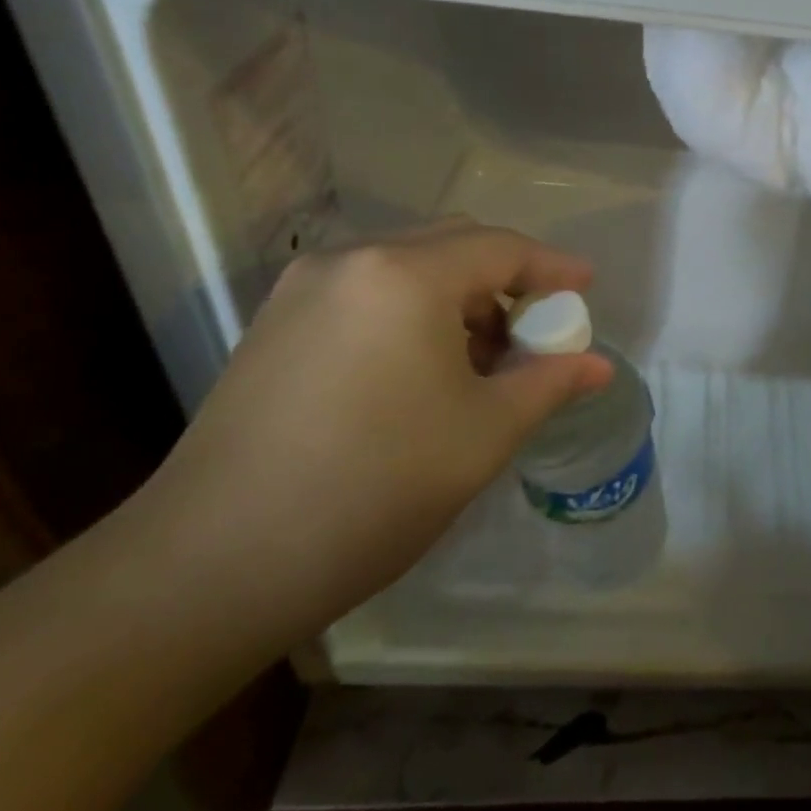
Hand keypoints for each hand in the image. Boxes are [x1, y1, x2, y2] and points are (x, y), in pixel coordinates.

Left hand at [130, 218, 611, 642]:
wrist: (211, 566)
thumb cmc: (374, 487)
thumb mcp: (484, 434)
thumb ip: (550, 384)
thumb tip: (599, 366)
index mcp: (406, 275)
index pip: (501, 248)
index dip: (553, 267)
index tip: (587, 288)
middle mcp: (351, 261)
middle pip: (453, 245)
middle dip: (506, 279)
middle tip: (537, 329)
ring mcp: (303, 291)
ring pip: (407, 267)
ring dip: (458, 298)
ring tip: (481, 361)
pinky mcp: (274, 326)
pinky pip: (367, 293)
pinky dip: (413, 312)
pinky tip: (421, 371)